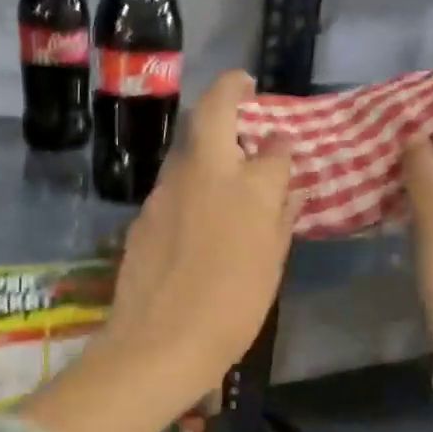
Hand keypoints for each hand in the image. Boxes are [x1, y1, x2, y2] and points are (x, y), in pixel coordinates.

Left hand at [20, 72, 298, 431]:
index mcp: (249, 187)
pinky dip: (187, 183)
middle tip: (242, 88)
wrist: (160, 343)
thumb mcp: (270, 268)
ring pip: (187, 148)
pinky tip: (194, 211)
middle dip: (230, 89)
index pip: (274, 148)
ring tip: (222, 165)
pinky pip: (171, 185)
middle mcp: (206, 174)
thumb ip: (281, 220)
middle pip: (214, 111)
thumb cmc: (231, 311)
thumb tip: (288, 191)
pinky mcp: (143, 213)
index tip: (283, 152)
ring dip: (205, 142)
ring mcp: (167, 190)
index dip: (281, 147)